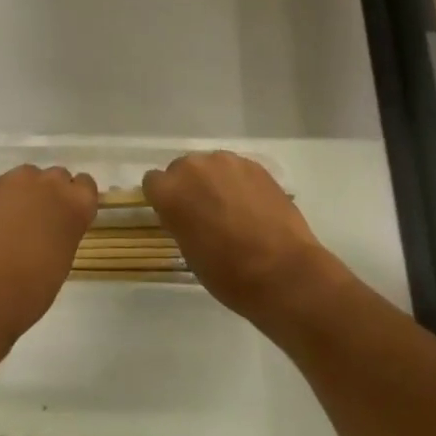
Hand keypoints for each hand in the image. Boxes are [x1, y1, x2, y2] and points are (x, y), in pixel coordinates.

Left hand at [0, 165, 98, 356]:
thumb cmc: (27, 291)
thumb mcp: (61, 262)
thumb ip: (64, 233)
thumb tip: (54, 227)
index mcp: (74, 205)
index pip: (86, 186)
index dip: (77, 202)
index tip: (68, 220)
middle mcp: (48, 184)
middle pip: (58, 178)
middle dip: (52, 196)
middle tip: (41, 225)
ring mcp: (16, 182)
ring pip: (30, 178)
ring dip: (28, 195)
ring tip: (15, 224)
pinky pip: (6, 187)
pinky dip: (5, 201)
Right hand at [143, 151, 338, 325]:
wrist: (283, 272)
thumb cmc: (228, 273)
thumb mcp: (189, 251)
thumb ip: (180, 220)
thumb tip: (186, 212)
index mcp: (170, 191)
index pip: (152, 182)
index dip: (163, 199)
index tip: (174, 216)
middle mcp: (194, 167)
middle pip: (182, 169)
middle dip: (189, 187)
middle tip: (204, 214)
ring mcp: (227, 162)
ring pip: (211, 166)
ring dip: (214, 182)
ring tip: (232, 210)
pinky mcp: (255, 165)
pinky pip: (236, 170)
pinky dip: (238, 183)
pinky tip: (253, 207)